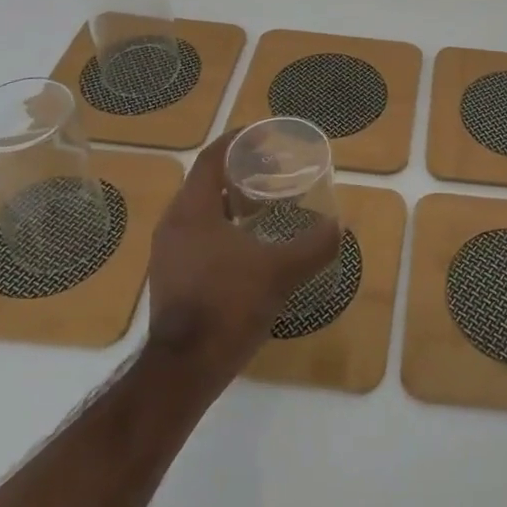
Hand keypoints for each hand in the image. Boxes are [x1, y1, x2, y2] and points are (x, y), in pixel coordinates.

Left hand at [146, 129, 340, 391]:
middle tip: (273, 172)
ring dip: (231, 202)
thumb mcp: (280, 273)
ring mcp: (168, 253)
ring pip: (200, 211)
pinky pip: (196, 236)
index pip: (211, 158)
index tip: (264, 136)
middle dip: (239, 172)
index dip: (237, 141)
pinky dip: (222, 228)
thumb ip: (313, 246)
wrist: (183, 370)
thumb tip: (339, 227)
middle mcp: (174, 224)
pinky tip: (248, 246)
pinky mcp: (170, 277)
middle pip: (205, 182)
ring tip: (264, 207)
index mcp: (193, 210)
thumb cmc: (228, 306)